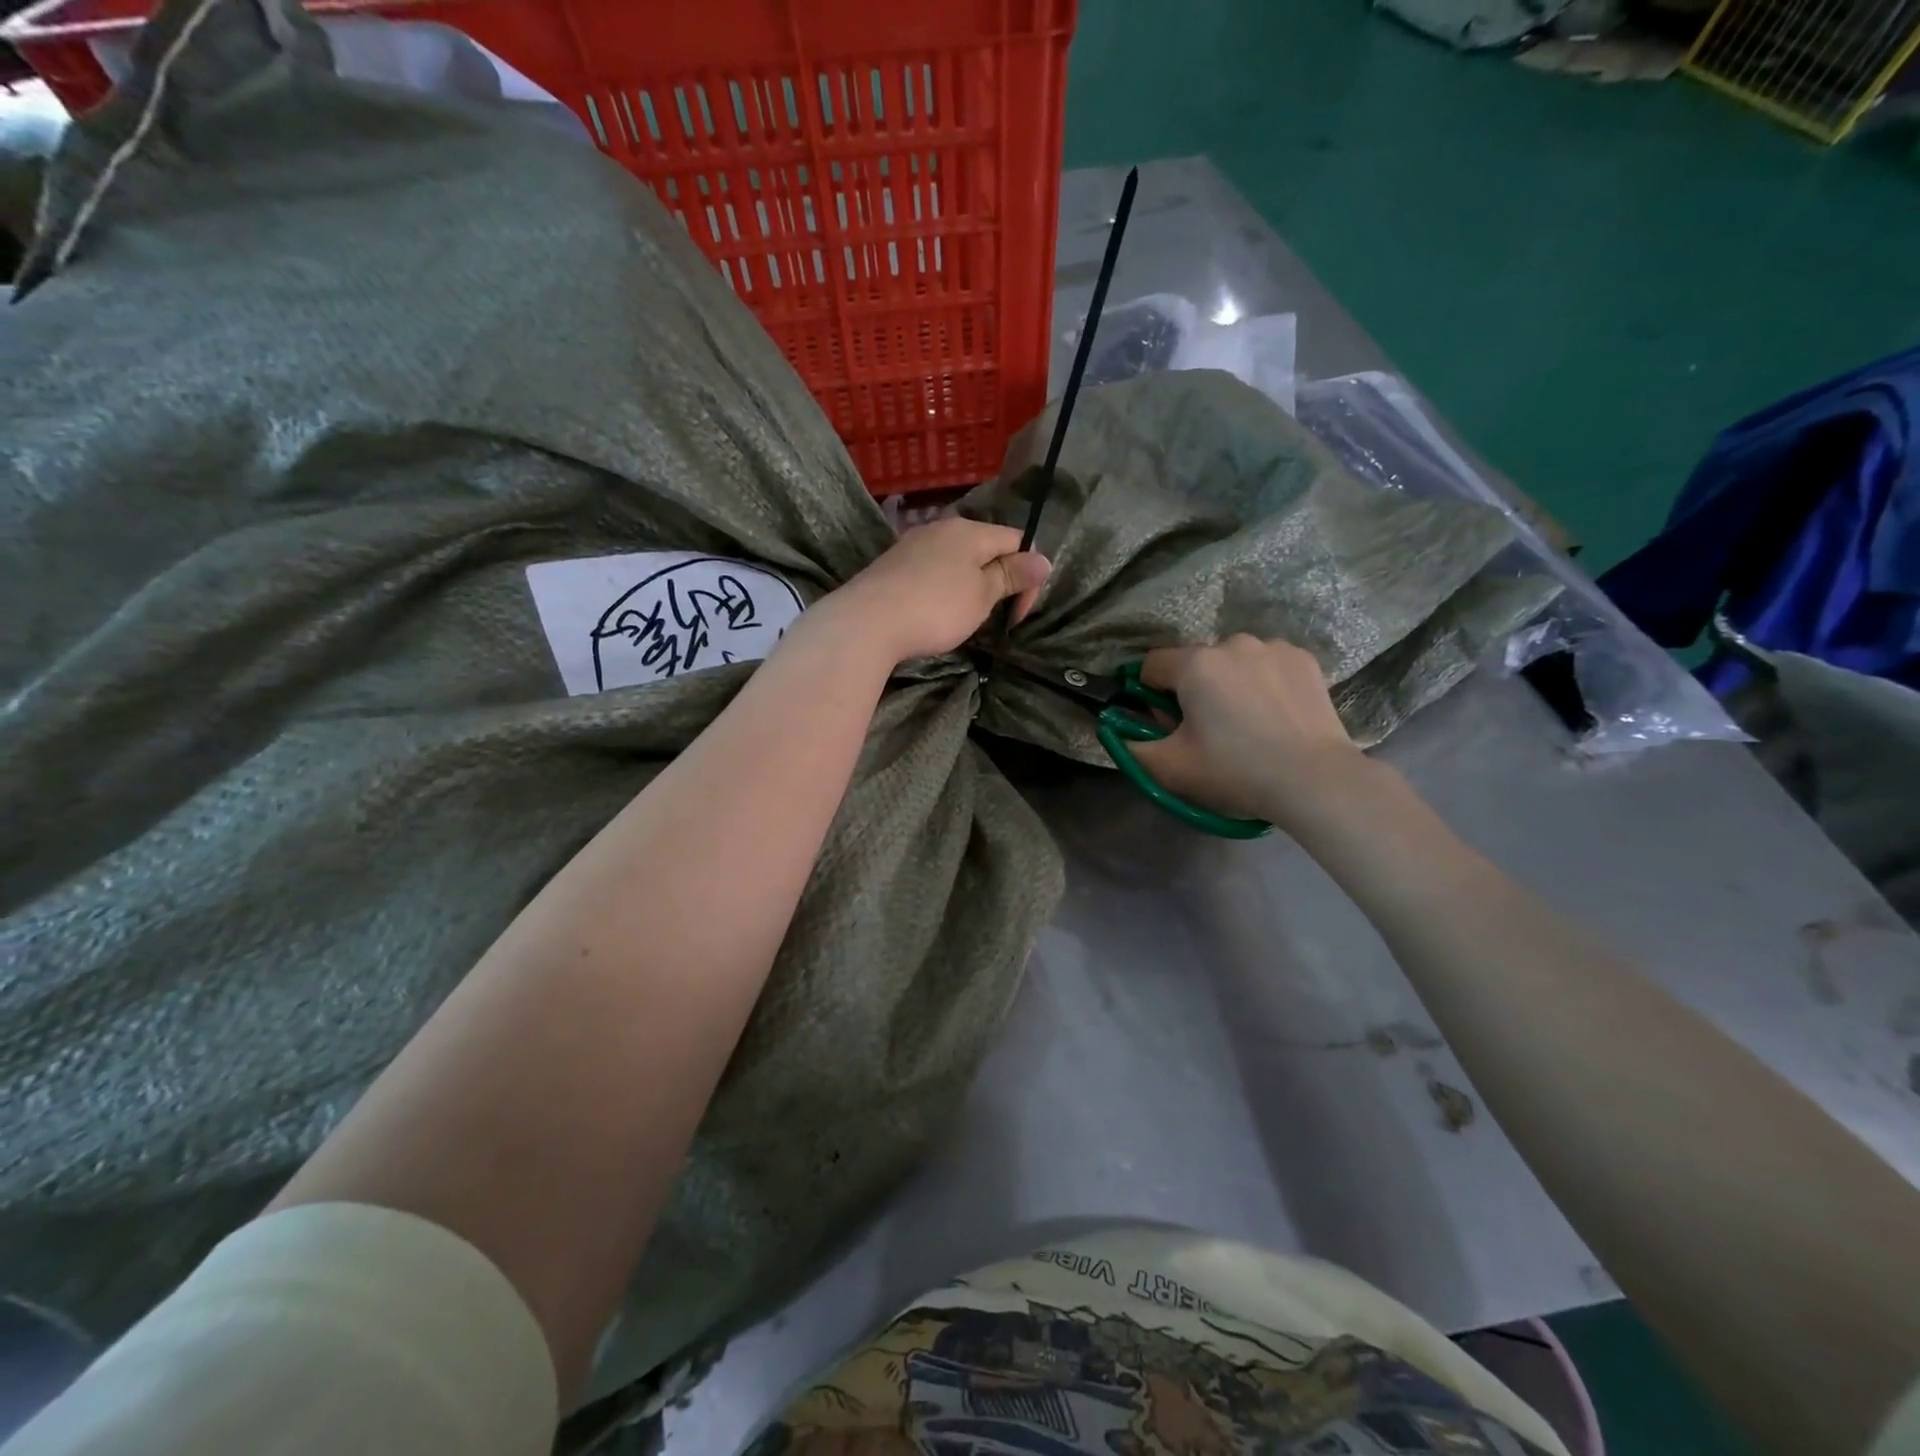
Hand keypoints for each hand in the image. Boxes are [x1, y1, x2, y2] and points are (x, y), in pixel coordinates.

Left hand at [820, 519, 1049, 664]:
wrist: (867, 622)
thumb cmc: (935, 607)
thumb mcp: (982, 594)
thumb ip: (1012, 575)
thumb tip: (1043, 559)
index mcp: (970, 530)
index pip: (1016, 540)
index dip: (1027, 575)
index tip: (1018, 613)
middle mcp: (941, 528)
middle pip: (985, 549)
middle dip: (997, 581)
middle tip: (993, 618)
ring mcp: (913, 545)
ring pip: (957, 561)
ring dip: (970, 587)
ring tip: (963, 619)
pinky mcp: (893, 566)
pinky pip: (932, 572)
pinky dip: (943, 590)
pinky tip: (934, 613)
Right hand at [1129, 636, 1372, 826]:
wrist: (1315, 780)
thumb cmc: (1236, 771)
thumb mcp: (1170, 768)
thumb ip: (1131, 746)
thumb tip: (1117, 730)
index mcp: (1195, 664)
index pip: (1152, 665)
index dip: (1150, 694)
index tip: (1166, 724)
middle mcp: (1232, 643)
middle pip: (1194, 663)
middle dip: (1192, 690)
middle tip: (1208, 731)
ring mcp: (1272, 647)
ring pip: (1233, 662)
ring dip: (1229, 683)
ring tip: (1248, 723)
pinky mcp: (1304, 659)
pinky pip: (1267, 664)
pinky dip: (1263, 682)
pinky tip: (1276, 714)